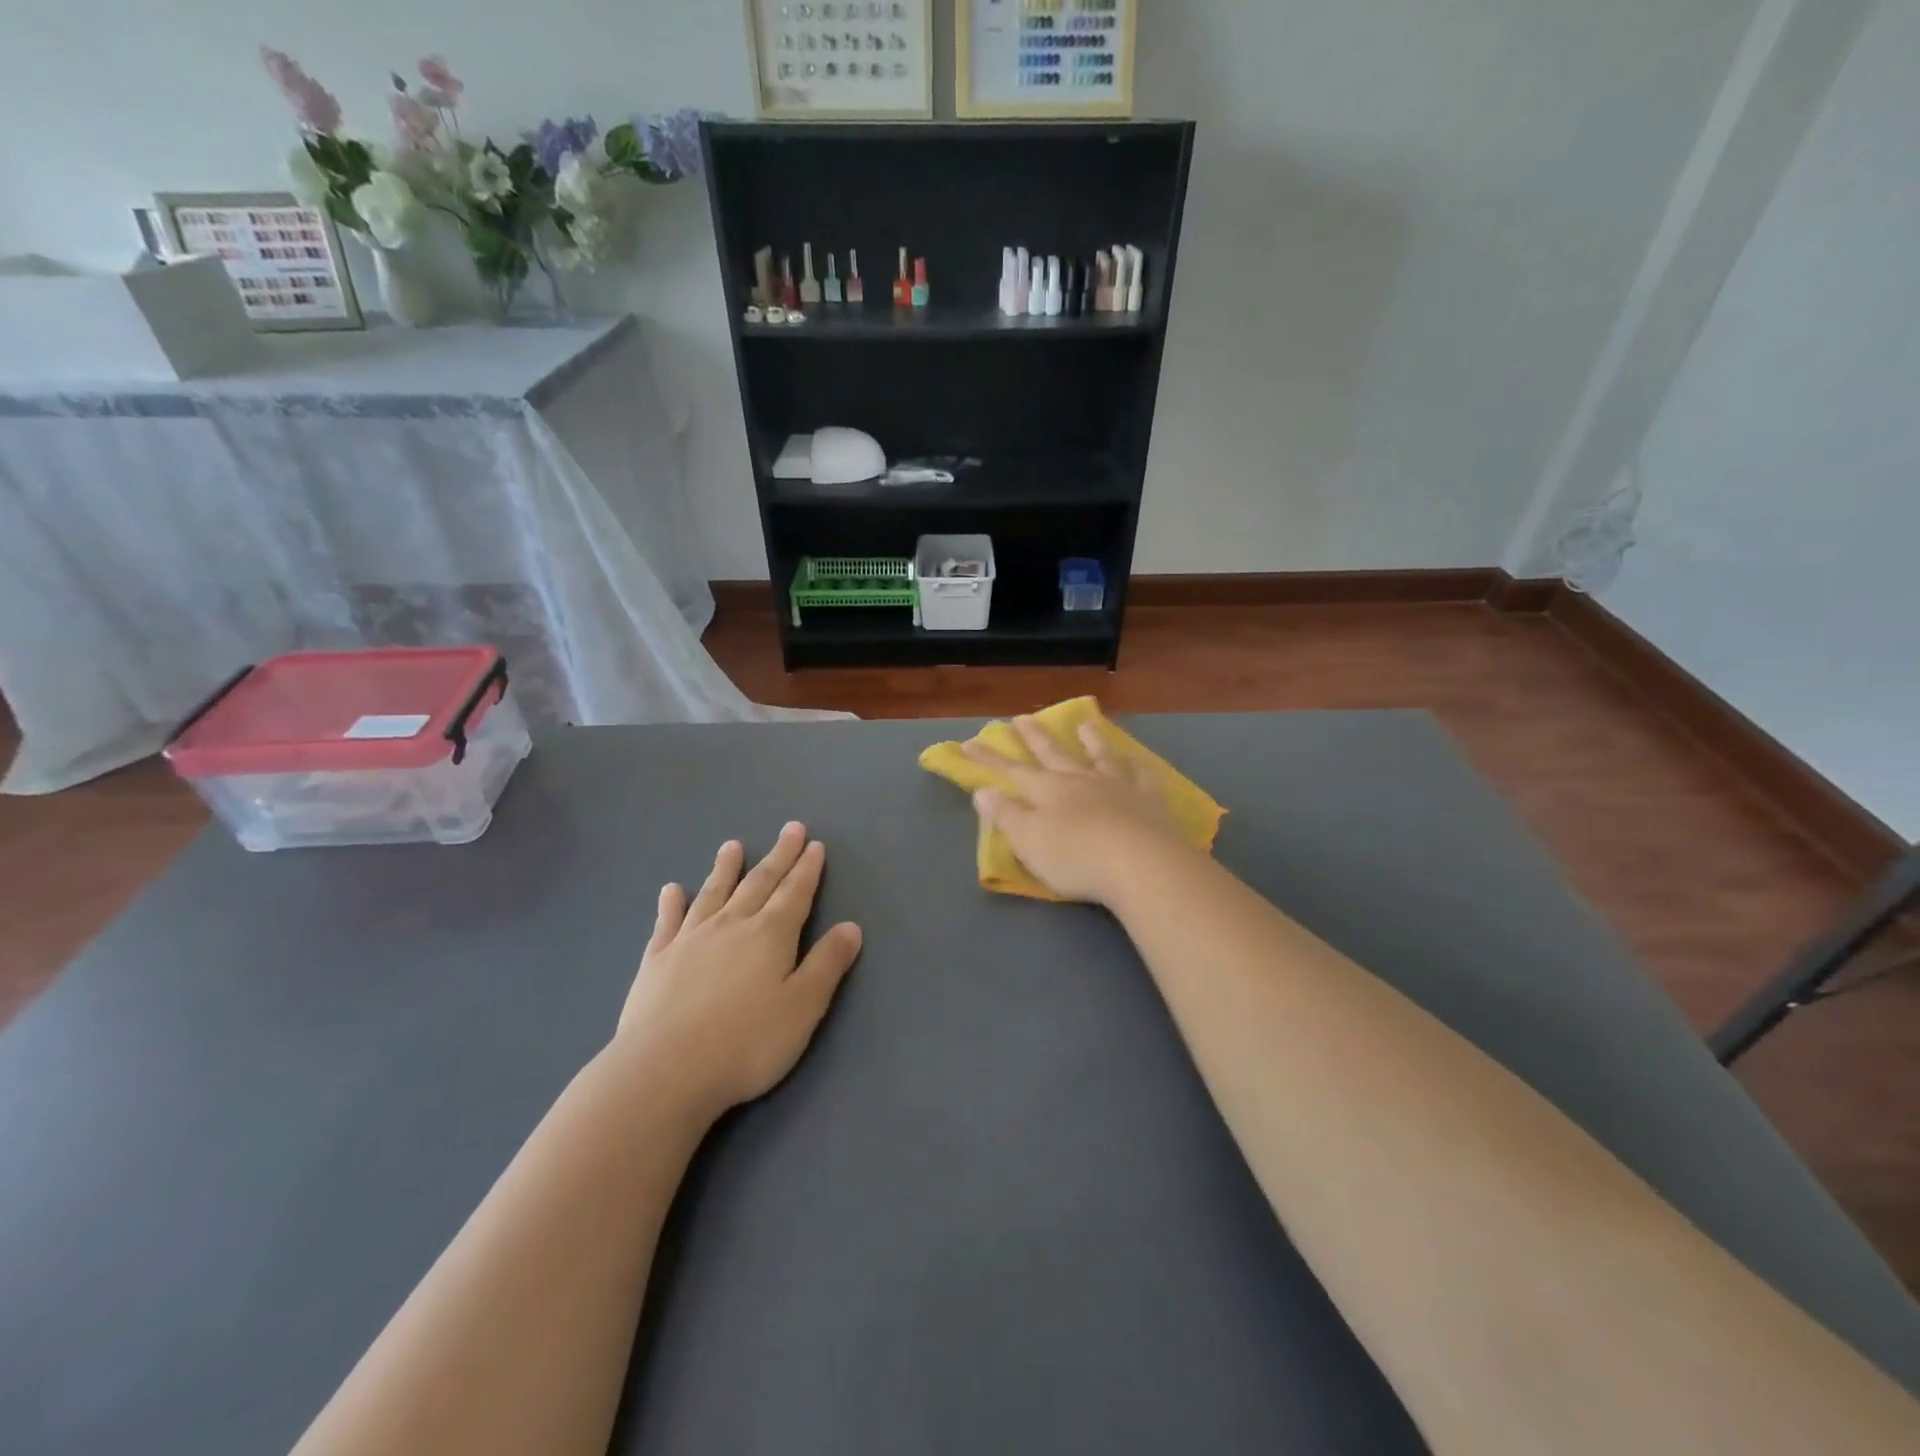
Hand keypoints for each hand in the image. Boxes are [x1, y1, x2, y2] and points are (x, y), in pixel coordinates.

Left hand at [616, 822, 861, 1120]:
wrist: (664, 1071)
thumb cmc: (746, 1042)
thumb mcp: (803, 1007)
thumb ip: (827, 964)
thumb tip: (851, 926)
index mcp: (770, 935)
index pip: (795, 893)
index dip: (807, 869)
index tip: (814, 844)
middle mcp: (731, 925)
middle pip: (759, 883)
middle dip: (778, 856)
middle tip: (790, 829)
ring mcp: (689, 939)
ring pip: (713, 893)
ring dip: (726, 868)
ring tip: (733, 846)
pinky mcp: (656, 960)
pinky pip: (668, 921)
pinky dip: (672, 903)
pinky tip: (672, 890)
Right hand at [963, 715, 1192, 904]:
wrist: (1142, 864)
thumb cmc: (1076, 858)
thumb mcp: (1029, 841)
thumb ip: (1006, 815)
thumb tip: (983, 790)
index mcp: (1048, 790)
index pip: (1012, 771)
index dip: (989, 759)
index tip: (969, 742)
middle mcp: (1080, 780)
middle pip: (1053, 754)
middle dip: (1035, 737)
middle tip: (1022, 717)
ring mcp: (1117, 786)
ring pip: (1100, 756)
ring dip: (1090, 740)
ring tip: (1084, 724)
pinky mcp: (1149, 800)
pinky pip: (1141, 776)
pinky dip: (1135, 766)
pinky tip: (1135, 761)